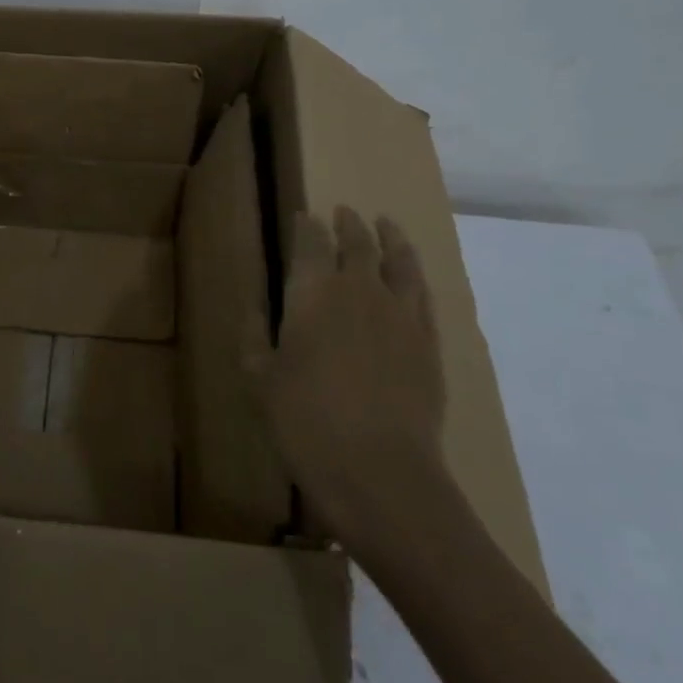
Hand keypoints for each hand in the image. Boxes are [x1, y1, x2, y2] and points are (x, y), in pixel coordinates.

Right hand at [254, 205, 448, 551]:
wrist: (379, 470)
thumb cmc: (304, 421)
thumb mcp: (259, 380)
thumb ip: (253, 337)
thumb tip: (254, 307)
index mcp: (312, 294)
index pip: (310, 244)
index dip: (306, 227)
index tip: (304, 216)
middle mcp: (359, 291)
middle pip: (358, 243)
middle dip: (349, 224)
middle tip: (344, 212)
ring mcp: (400, 314)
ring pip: (399, 261)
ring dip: (391, 238)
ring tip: (387, 225)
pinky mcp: (429, 341)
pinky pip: (424, 295)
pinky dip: (415, 275)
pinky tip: (412, 276)